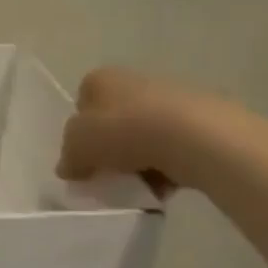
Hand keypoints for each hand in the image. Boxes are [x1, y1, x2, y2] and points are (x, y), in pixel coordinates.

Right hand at [56, 68, 206, 193]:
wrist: (194, 137)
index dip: (79, 133)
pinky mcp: (198, 121)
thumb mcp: (77, 146)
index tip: (82, 159)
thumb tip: (69, 167)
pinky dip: (165, 168)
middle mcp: (133, 81)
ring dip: (137, 162)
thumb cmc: (123, 132)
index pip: (81, 104)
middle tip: (107, 175)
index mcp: (100, 79)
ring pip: (143, 136)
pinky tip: (164, 187)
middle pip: (113, 121)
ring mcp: (169, 99)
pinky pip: (171, 149)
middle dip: (109, 149)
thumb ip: (68, 157)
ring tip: (138, 186)